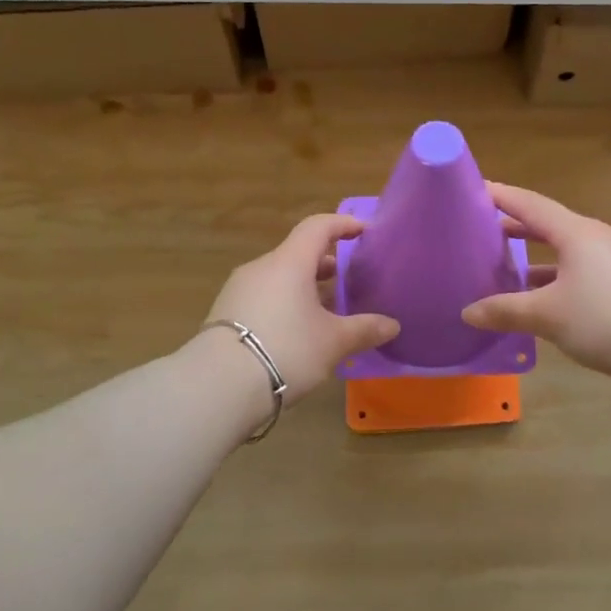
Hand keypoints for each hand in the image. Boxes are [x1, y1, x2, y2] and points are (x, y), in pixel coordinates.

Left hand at [204, 213, 399, 403]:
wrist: (217, 385)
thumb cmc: (286, 349)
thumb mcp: (333, 342)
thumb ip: (364, 329)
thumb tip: (392, 325)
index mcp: (290, 262)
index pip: (318, 227)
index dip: (343, 224)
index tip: (364, 231)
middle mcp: (262, 267)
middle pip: (298, 253)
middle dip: (325, 262)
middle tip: (349, 277)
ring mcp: (239, 290)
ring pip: (279, 277)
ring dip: (304, 286)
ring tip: (326, 309)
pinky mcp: (225, 314)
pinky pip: (264, 297)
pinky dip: (285, 303)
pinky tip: (297, 330)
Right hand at [461, 183, 610, 382]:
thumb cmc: (605, 320)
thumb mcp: (547, 315)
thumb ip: (505, 311)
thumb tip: (467, 312)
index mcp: (578, 233)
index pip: (531, 204)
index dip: (502, 196)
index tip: (476, 189)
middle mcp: (599, 238)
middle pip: (551, 225)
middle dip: (518, 228)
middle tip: (485, 231)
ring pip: (569, 251)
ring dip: (539, 258)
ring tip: (510, 269)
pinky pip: (584, 270)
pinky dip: (559, 277)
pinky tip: (547, 301)